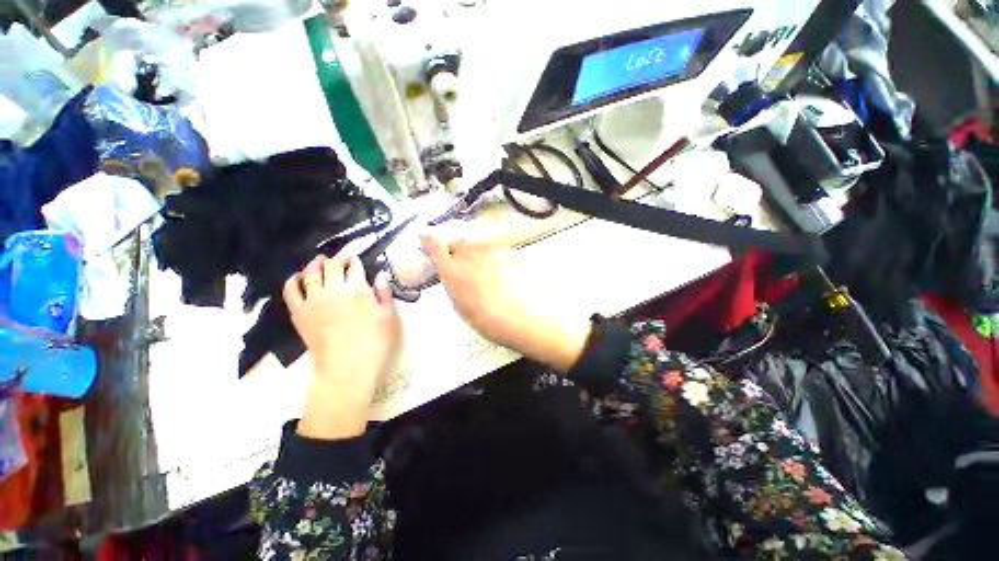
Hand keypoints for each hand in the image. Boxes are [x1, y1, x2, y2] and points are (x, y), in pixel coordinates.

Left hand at [284, 253, 398, 439]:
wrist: (347, 367)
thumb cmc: (374, 342)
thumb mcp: (388, 317)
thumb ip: (384, 293)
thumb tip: (380, 275)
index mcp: (358, 289)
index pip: (354, 267)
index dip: (355, 259)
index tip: (356, 257)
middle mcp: (334, 289)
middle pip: (332, 266)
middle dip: (336, 259)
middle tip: (339, 258)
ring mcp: (314, 300)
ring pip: (310, 274)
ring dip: (315, 264)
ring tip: (318, 261)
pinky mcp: (299, 313)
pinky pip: (291, 291)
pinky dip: (293, 281)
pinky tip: (296, 277)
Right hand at [420, 230, 589, 371]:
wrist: (524, 319)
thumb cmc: (490, 321)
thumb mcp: (461, 308)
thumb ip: (452, 285)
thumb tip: (450, 275)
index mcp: (453, 271)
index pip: (435, 246)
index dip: (428, 241)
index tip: (425, 239)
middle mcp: (470, 255)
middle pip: (458, 243)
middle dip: (456, 251)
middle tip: (461, 265)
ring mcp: (491, 251)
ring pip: (477, 246)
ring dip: (475, 254)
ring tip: (484, 272)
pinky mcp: (509, 252)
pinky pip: (495, 250)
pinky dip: (493, 257)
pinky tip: (501, 273)